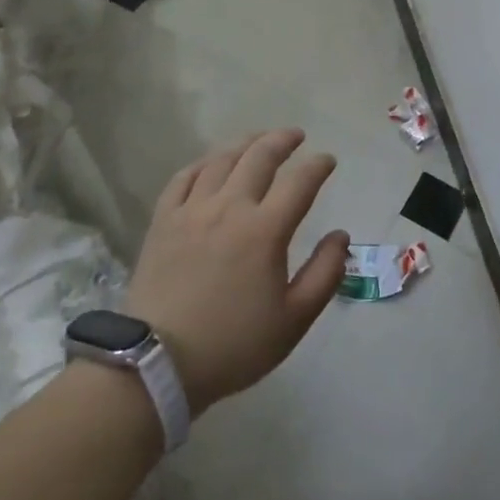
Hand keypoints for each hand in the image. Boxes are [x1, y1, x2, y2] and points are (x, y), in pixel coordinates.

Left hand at [123, 129, 348, 414]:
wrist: (158, 364)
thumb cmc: (234, 345)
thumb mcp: (294, 320)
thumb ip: (325, 274)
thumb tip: (341, 236)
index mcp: (265, 230)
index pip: (300, 182)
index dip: (318, 165)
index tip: (328, 160)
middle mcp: (230, 207)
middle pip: (259, 157)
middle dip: (282, 140)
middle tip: (296, 136)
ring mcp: (192, 210)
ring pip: (222, 160)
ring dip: (245, 143)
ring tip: (258, 140)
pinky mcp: (163, 220)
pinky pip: (184, 177)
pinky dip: (204, 162)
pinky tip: (212, 162)